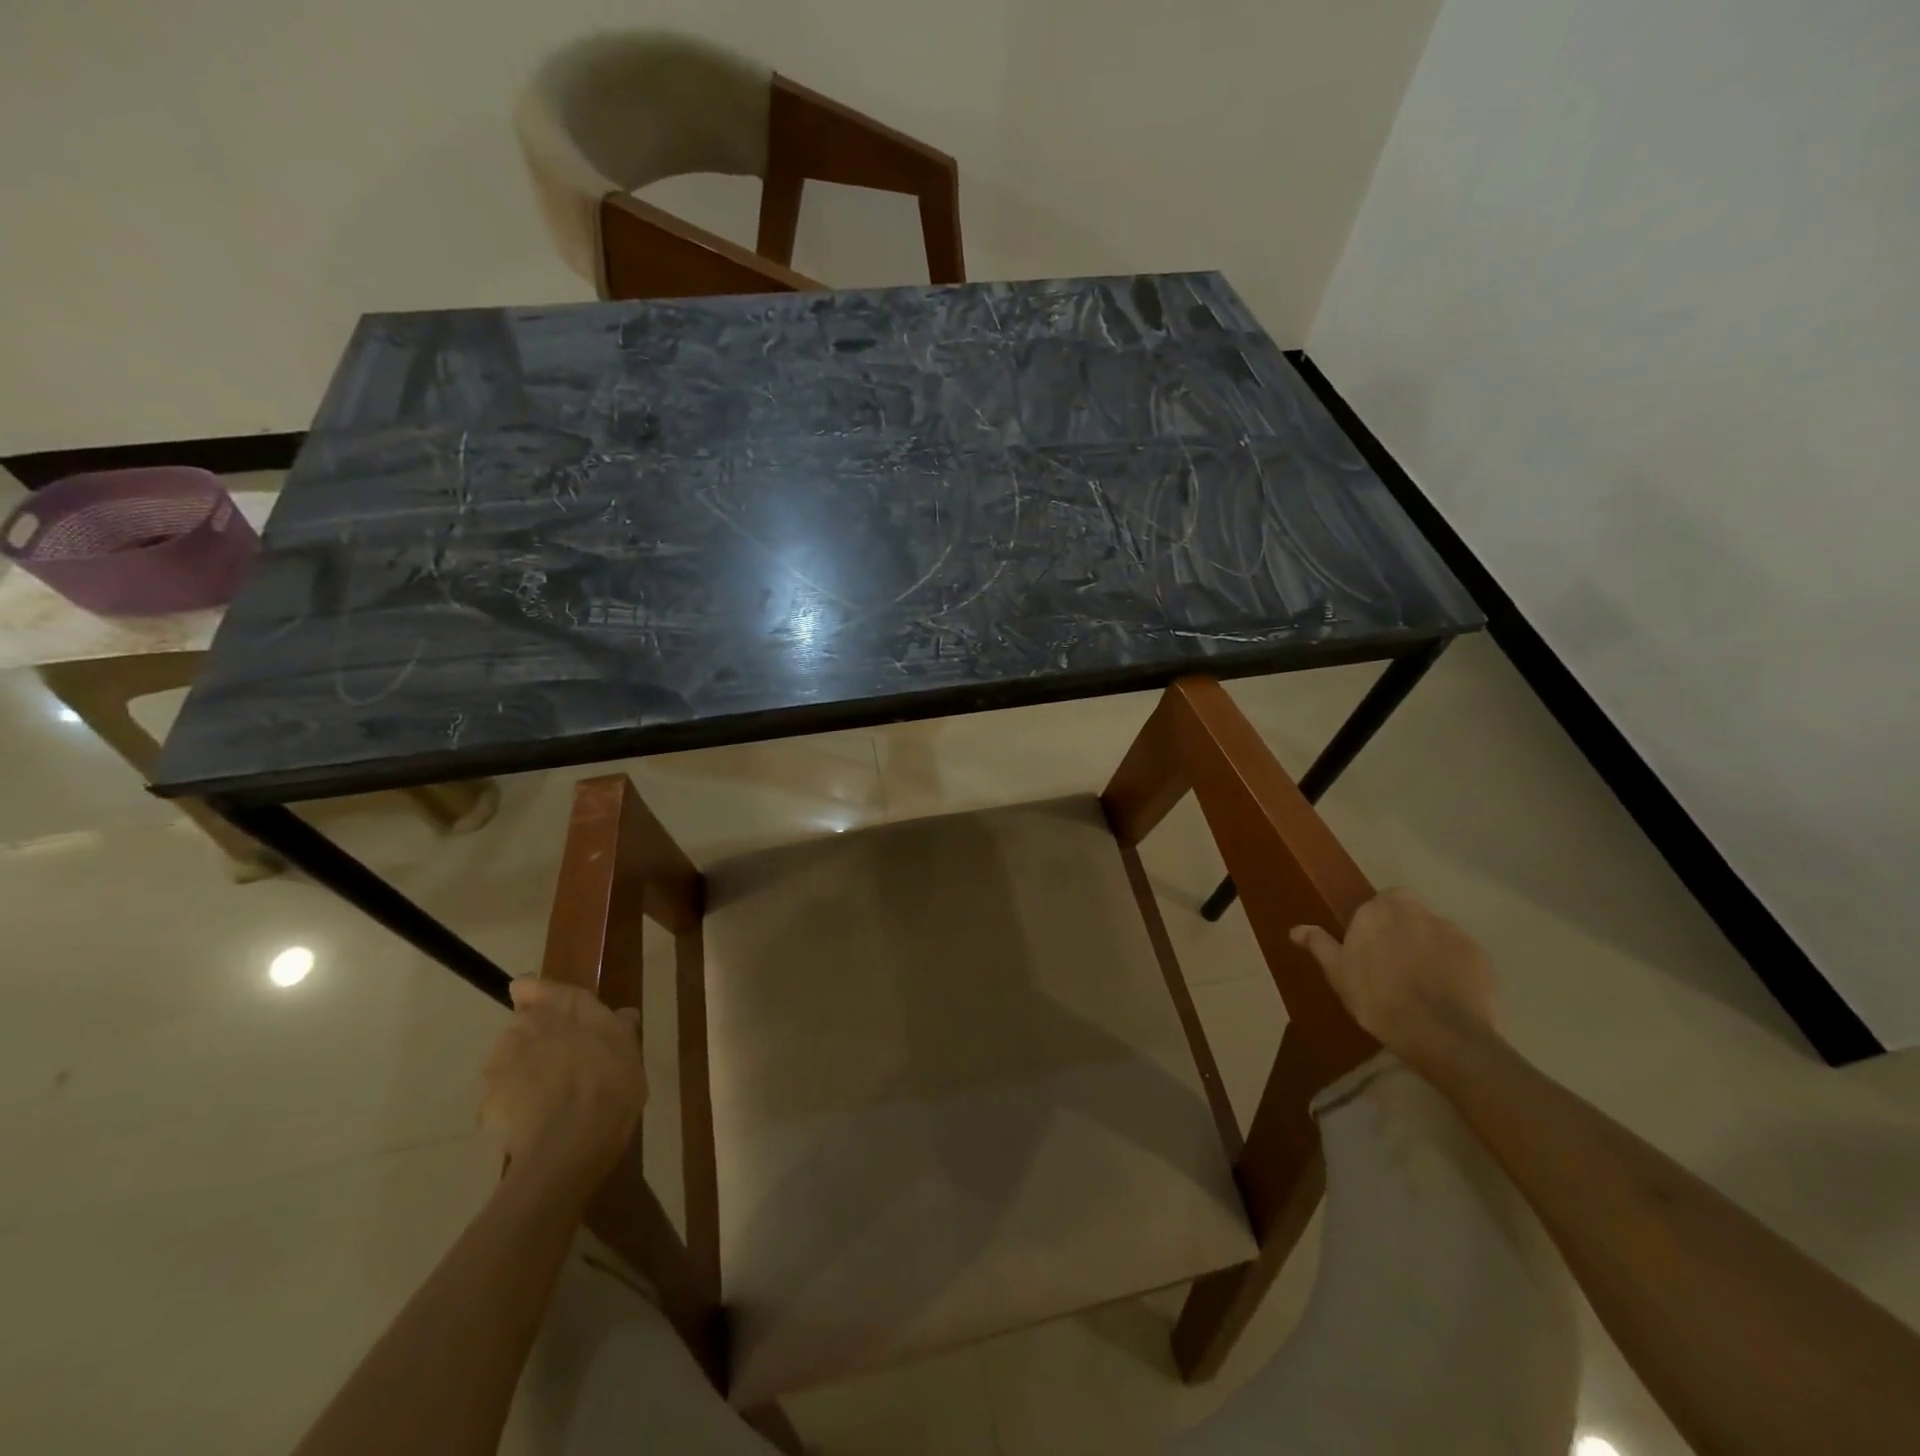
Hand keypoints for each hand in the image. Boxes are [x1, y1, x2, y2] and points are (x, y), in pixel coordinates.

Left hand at [480, 979, 646, 1197]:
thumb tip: (622, 1014)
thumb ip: (620, 1027)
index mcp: (563, 1006)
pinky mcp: (485, 1102)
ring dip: (522, 1069)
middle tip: (562, 1060)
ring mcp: (500, 1064)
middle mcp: (525, 1026)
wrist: (571, 1142)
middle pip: (520, 1023)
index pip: (530, 986)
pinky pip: (500, 1096)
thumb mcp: (630, 1050)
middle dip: (535, 1037)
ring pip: (507, 1059)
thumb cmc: (611, 1084)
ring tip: (548, 1094)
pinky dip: (513, 1103)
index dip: (536, 996)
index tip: (552, 1012)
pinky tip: (535, 1120)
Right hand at [1290, 889, 1497, 1060]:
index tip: (1369, 946)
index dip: (1374, 922)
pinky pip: (1461, 953)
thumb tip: (1296, 929)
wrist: (1440, 1032)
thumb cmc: (1377, 999)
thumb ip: (1320, 946)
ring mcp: (1452, 931)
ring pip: (1436, 930)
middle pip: (1409, 910)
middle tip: (1394, 960)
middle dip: (1403, 927)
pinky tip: (1447, 992)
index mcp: (1377, 911)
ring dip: (1429, 945)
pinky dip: (1454, 965)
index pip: (1377, 901)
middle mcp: (1415, 911)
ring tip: (1423, 980)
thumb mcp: (1338, 974)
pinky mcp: (1480, 955)